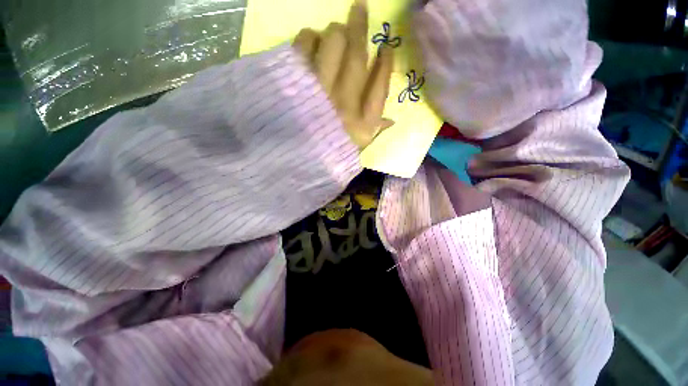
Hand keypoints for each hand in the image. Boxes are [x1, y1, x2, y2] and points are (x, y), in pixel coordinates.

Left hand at [292, 1, 393, 149]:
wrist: (291, 161)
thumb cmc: (327, 154)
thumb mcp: (355, 149)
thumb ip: (374, 132)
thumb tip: (392, 120)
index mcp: (361, 124)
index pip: (379, 87)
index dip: (386, 63)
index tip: (386, 47)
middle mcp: (343, 105)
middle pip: (356, 57)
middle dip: (359, 28)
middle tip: (359, 9)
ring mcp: (318, 93)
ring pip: (331, 44)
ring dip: (333, 32)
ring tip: (332, 32)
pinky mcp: (294, 85)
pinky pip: (302, 48)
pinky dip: (307, 38)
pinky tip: (310, 41)